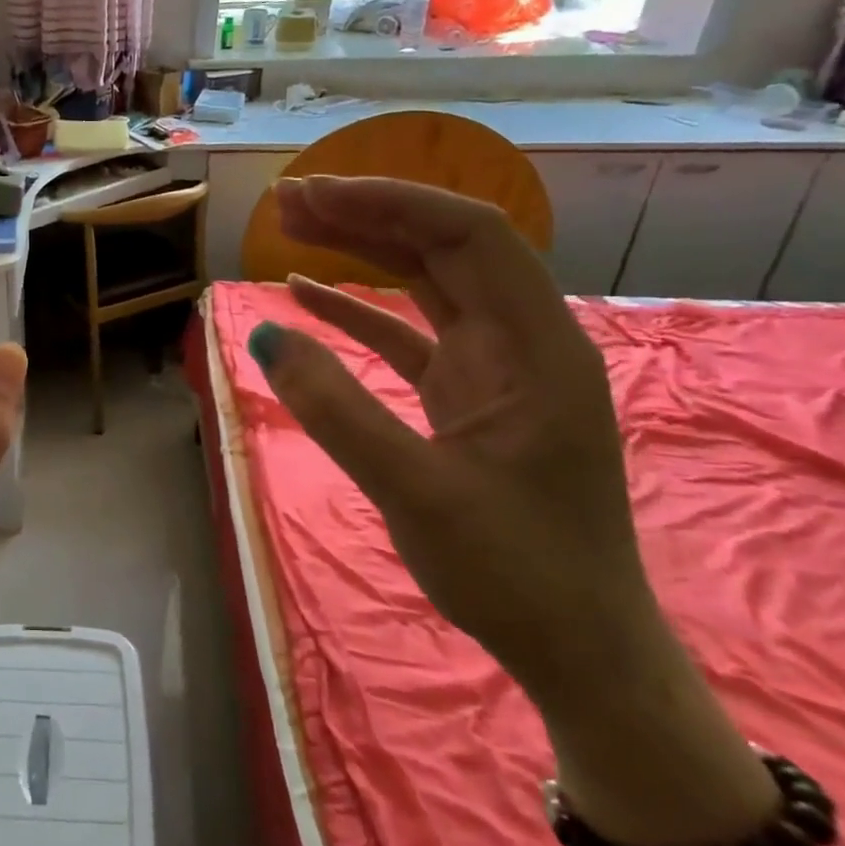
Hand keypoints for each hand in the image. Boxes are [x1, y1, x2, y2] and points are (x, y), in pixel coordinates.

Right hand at [248, 176, 664, 707]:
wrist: (578, 651)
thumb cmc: (515, 574)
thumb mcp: (417, 492)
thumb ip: (338, 411)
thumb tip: (266, 337)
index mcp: (537, 349)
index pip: (471, 237)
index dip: (392, 203)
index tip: (316, 194)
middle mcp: (522, 341)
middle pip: (445, 248)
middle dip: (368, 214)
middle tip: (289, 200)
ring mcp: (494, 368)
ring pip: (426, 283)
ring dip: (362, 250)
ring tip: (293, 227)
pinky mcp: (467, 396)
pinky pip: (408, 333)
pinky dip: (358, 310)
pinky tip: (306, 295)